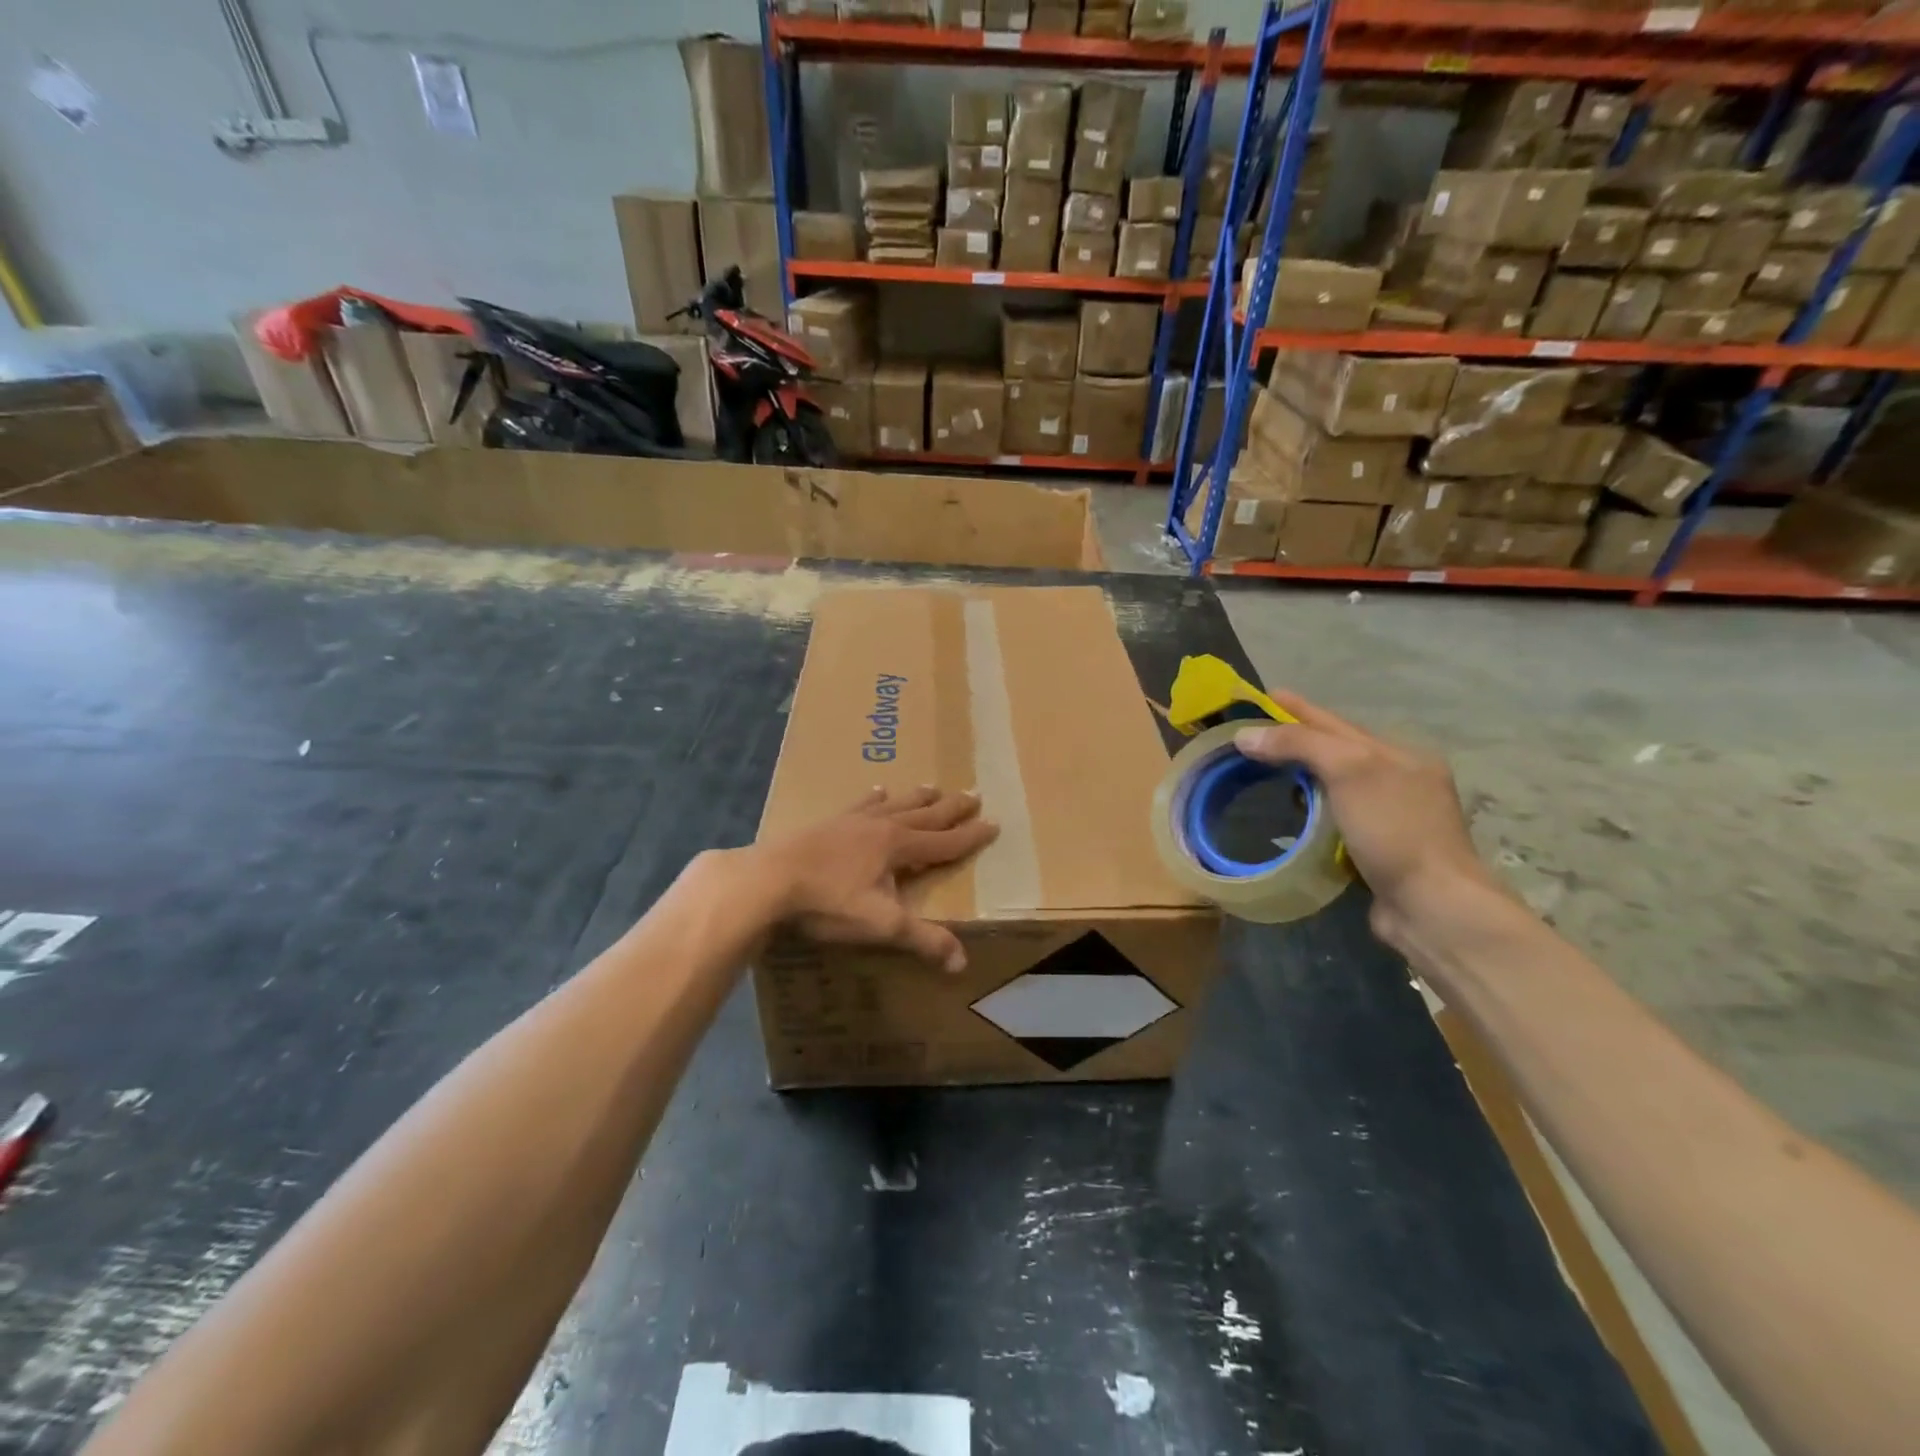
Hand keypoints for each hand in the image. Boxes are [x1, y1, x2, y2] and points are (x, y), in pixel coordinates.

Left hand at [746, 787, 998, 972]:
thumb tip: (962, 961)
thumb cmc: (828, 902)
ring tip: (932, 786)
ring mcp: (852, 822)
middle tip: (974, 794)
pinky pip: (859, 806)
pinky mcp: (827, 824)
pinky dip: (872, 798)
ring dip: (916, 798)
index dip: (970, 836)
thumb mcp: (881, 925)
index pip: (944, 841)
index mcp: (898, 846)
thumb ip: (922, 940)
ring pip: (894, 806)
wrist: (768, 880)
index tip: (994, 823)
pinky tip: (875, 790)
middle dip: (950, 809)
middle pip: (924, 816)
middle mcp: (880, 826)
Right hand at [1233, 693, 1502, 949]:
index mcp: (1397, 755)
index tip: (1263, 695)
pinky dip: (1313, 812)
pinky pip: (1336, 819)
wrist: (1432, 905)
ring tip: (1268, 772)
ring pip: (1337, 785)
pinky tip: (1295, 817)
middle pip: (1338, 751)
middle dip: (1299, 739)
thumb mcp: (1349, 771)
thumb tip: (1245, 735)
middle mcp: (1398, 780)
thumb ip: (1298, 745)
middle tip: (1256, 734)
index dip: (1297, 709)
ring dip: (1304, 776)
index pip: (1334, 723)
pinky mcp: (1379, 851)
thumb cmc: (1393, 829)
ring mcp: (1391, 818)